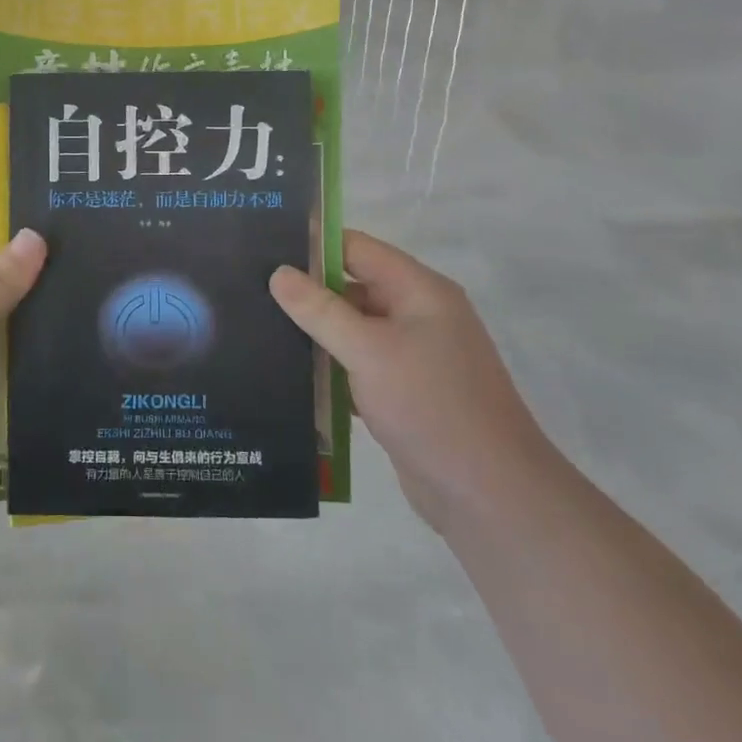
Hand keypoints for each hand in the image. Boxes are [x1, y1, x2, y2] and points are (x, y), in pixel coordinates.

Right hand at [270, 231, 553, 532]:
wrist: (489, 496)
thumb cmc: (431, 406)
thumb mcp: (369, 351)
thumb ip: (320, 310)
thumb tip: (278, 272)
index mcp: (420, 291)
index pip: (357, 248)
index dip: (313, 246)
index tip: (262, 249)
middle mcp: (418, 315)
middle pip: (353, 287)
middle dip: (307, 291)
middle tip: (251, 292)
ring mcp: (413, 356)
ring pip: (352, 330)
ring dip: (315, 332)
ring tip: (259, 328)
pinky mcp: (404, 393)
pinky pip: (358, 366)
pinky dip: (329, 368)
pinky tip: (288, 373)